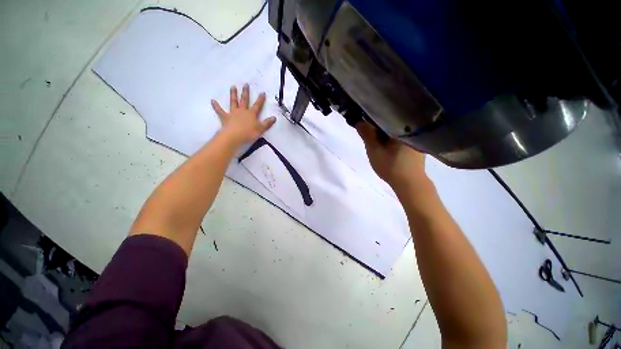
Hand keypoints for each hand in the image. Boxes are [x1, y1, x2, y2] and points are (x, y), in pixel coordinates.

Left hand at [211, 84, 275, 144]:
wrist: (234, 136)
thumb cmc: (248, 133)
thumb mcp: (260, 129)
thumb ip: (267, 123)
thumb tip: (274, 118)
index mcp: (251, 114)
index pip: (257, 105)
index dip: (260, 99)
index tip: (262, 92)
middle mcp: (242, 111)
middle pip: (244, 100)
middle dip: (246, 93)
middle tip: (245, 84)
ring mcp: (233, 113)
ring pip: (233, 102)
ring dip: (233, 95)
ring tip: (233, 87)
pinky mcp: (225, 117)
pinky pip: (220, 111)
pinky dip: (216, 106)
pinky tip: (212, 101)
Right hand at [356, 122, 427, 189]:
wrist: (409, 183)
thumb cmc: (391, 166)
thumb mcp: (374, 150)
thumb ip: (366, 134)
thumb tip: (358, 121)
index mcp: (403, 125)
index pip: (386, 114)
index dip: (373, 117)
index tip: (364, 121)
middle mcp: (412, 127)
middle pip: (392, 121)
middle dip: (379, 125)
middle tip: (369, 131)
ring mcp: (416, 136)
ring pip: (396, 129)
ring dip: (386, 131)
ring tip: (377, 137)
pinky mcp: (416, 144)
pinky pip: (401, 135)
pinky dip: (393, 137)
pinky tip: (388, 144)